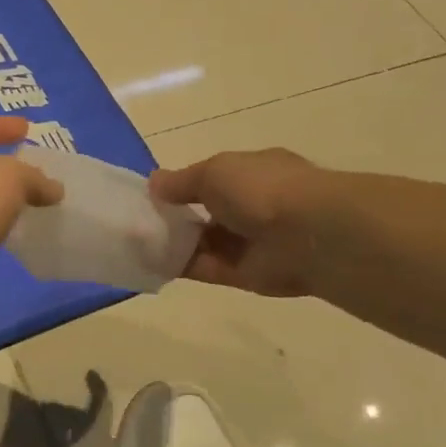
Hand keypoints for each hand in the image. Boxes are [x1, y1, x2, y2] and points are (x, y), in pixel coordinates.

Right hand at [149, 148, 325, 297]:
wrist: (308, 235)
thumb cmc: (260, 189)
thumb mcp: (213, 172)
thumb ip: (181, 181)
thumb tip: (154, 183)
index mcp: (252, 172)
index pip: (212, 178)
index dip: (183, 186)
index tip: (152, 195)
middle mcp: (253, 205)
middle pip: (207, 212)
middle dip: (175, 217)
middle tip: (137, 222)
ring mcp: (251, 241)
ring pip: (205, 243)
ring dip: (174, 243)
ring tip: (137, 243)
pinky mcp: (245, 274)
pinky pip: (206, 269)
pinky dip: (181, 266)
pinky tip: (151, 263)